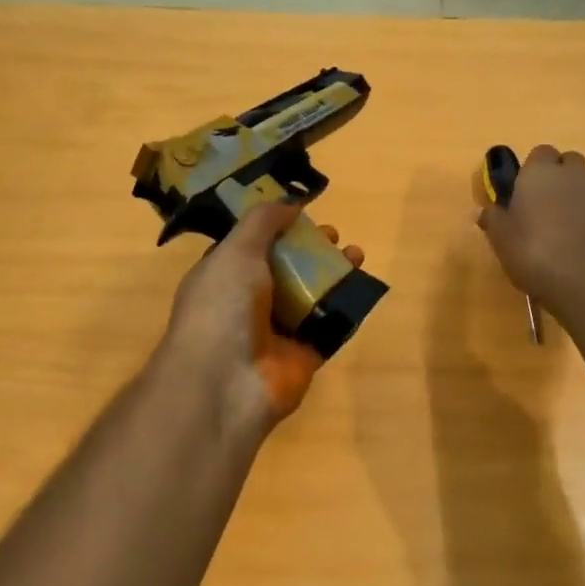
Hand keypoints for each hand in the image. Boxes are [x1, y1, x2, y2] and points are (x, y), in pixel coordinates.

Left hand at [156, 203, 365, 438]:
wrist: (226, 382)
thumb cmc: (223, 307)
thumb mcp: (235, 251)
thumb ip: (262, 223)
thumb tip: (290, 203)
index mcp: (224, 277)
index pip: (252, 248)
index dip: (277, 230)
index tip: (303, 214)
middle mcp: (248, 303)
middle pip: (286, 269)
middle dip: (311, 250)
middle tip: (334, 235)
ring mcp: (276, 332)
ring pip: (310, 296)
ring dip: (334, 274)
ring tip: (356, 254)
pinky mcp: (303, 356)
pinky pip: (328, 327)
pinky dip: (345, 308)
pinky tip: (361, 287)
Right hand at [477, 145, 584, 313]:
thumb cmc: (537, 255)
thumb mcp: (502, 240)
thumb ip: (493, 219)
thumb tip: (482, 210)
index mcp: (540, 172)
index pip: (538, 154)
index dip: (530, 172)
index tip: (522, 195)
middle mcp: (574, 172)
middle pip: (567, 162)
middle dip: (557, 177)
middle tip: (542, 208)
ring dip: (578, 193)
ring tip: (565, 223)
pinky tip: (584, 238)